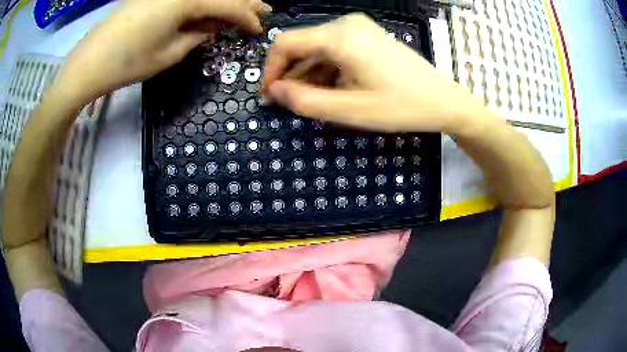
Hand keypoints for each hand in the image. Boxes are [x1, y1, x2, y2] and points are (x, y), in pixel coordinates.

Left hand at [58, 0, 270, 102]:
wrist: (89, 62)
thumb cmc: (128, 62)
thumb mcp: (169, 54)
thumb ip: (198, 35)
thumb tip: (214, 25)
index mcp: (187, 0)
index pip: (229, 5)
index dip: (247, 18)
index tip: (259, 30)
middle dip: (243, 2)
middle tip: (262, 10)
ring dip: (223, 0)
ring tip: (239, 9)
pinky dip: (201, 2)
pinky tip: (207, 9)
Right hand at [264, 13, 481, 132]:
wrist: (444, 101)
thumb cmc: (402, 106)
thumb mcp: (350, 110)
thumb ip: (305, 101)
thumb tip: (274, 92)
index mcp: (339, 36)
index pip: (285, 44)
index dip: (271, 70)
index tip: (271, 96)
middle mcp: (345, 24)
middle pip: (301, 46)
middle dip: (290, 75)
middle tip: (288, 105)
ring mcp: (359, 28)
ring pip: (318, 49)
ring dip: (308, 74)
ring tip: (311, 102)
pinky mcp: (367, 37)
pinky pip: (335, 50)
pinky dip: (326, 69)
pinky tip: (331, 90)